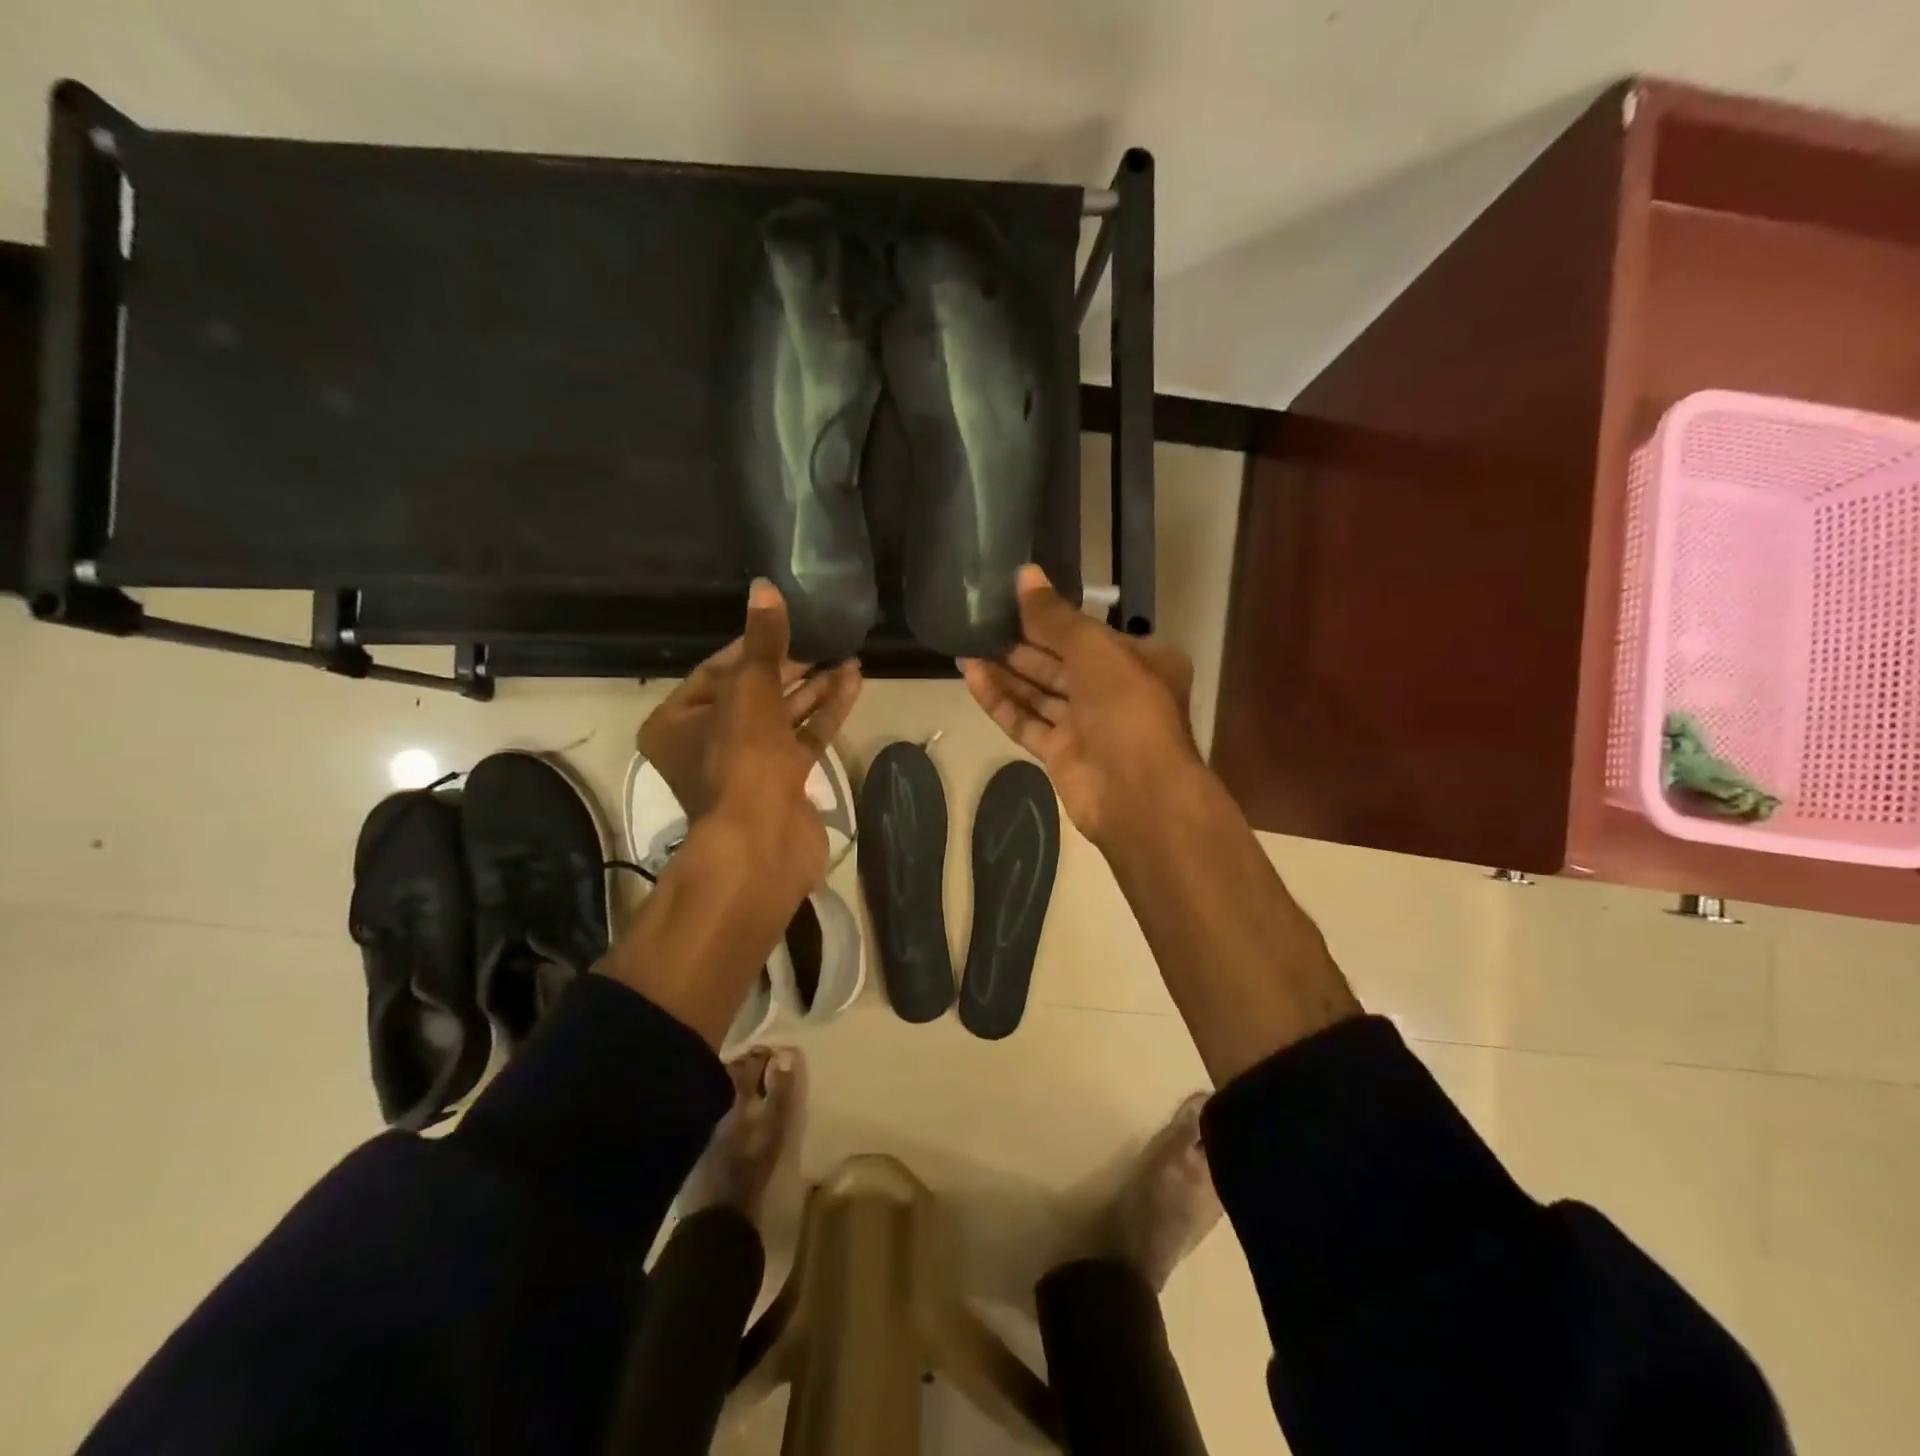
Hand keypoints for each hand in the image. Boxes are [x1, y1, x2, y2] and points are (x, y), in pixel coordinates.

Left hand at [638, 580, 861, 889]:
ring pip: (781, 717)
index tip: (787, 625)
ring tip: (848, 658)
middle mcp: (705, 744)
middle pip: (752, 693)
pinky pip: (803, 739)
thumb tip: (764, 587)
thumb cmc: (741, 758)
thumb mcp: (750, 689)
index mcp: (676, 722)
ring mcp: (746, 766)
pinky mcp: (781, 783)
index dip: (753, 645)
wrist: (764, 841)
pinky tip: (852, 684)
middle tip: (824, 640)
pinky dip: (825, 714)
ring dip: (814, 688)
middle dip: (790, 667)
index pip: (716, 670)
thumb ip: (762, 640)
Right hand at [961, 565, 1201, 846]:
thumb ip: (1055, 615)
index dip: (1050, 615)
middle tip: (980, 622)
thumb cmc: (1126, 706)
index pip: (1088, 632)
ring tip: (965, 647)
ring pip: (1041, 692)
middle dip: (1022, 644)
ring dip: (1006, 671)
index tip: (1011, 599)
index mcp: (1139, 659)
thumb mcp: (1093, 648)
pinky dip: (1002, 701)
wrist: (1137, 792)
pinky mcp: (1062, 754)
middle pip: (1061, 661)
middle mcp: (1115, 691)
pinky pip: (1028, 721)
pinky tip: (972, 677)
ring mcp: (1088, 726)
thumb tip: (1025, 574)